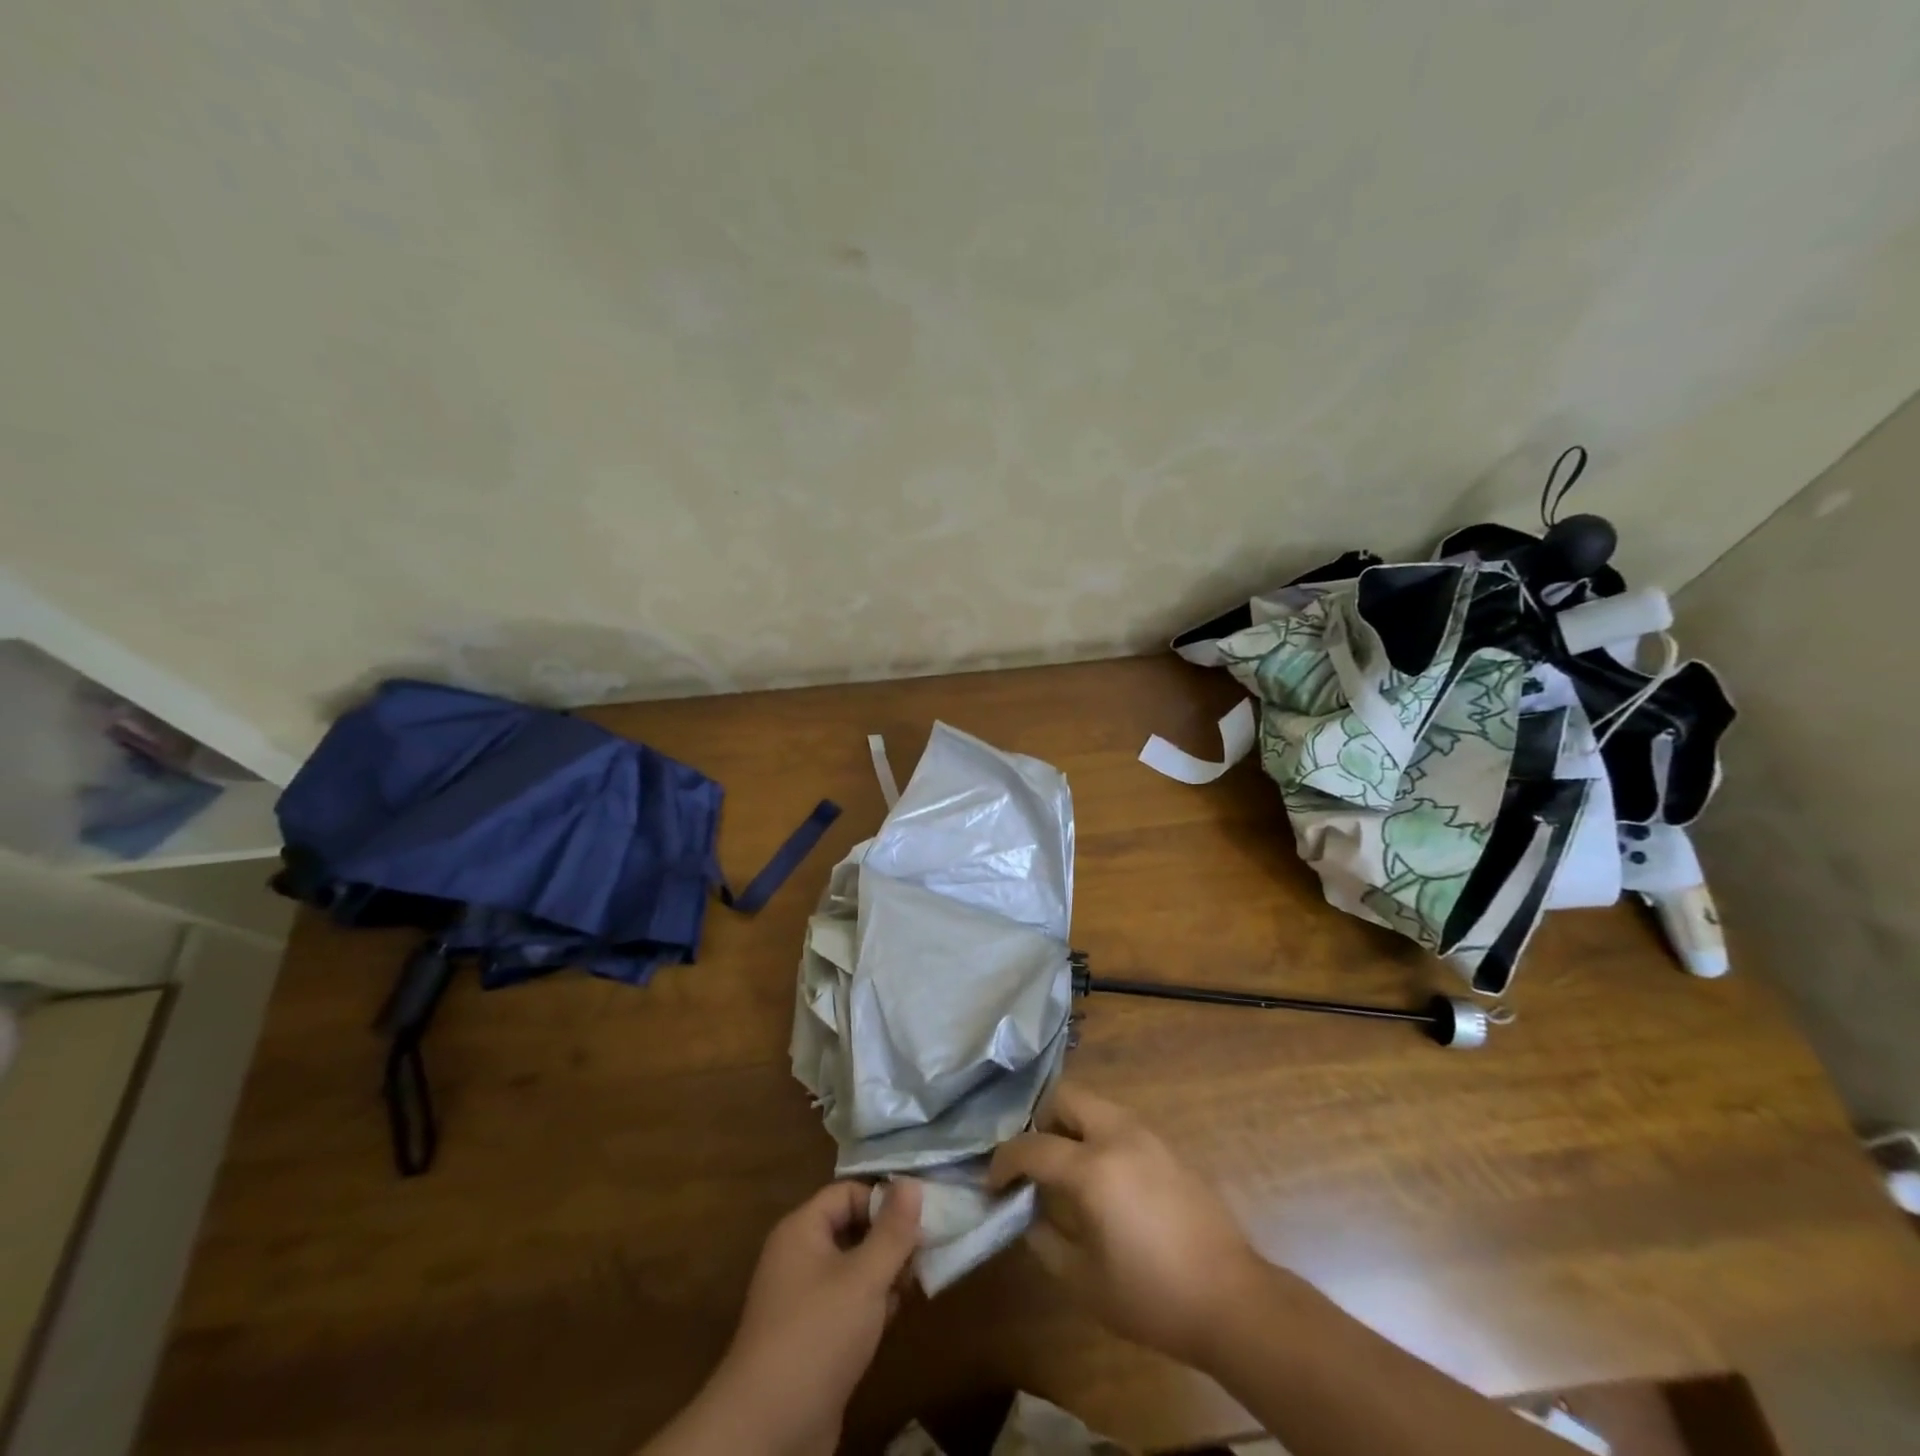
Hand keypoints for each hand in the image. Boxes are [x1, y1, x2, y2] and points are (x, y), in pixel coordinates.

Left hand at [668, 1179, 921, 1455]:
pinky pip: (846, 1303)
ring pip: (852, 1268)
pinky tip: (894, 1317)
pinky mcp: (811, 1337)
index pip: (848, 1193)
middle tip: (925, 1254)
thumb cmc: (817, 1335)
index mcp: (802, 1229)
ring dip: (883, 1274)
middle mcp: (798, 1256)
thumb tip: (911, 1182)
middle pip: (851, 1229)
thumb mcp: (864, 1278)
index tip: (921, 1219)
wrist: (768, 1431)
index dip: (883, 1200)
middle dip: (889, 1239)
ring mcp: (802, 1299)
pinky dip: (871, 1305)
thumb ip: (892, 1231)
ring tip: (915, 1284)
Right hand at [988, 1083, 1278, 1366]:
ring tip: (1063, 1168)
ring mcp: (1147, 1135)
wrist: (1232, 1300)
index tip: (992, 1181)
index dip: (1004, 1161)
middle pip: (1065, 1097)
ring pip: (1094, 1104)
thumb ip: (1044, 1239)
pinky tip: (1101, 1177)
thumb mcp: (1083, 1281)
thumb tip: (1026, 1212)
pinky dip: (1097, 1134)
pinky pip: (1119, 1123)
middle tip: (1032, 1160)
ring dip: (1070, 1124)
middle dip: (1039, 1121)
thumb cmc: (1152, 1296)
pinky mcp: (1168, 1146)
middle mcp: (1118, 1135)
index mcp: (1093, 1167)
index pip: (1033, 1146)